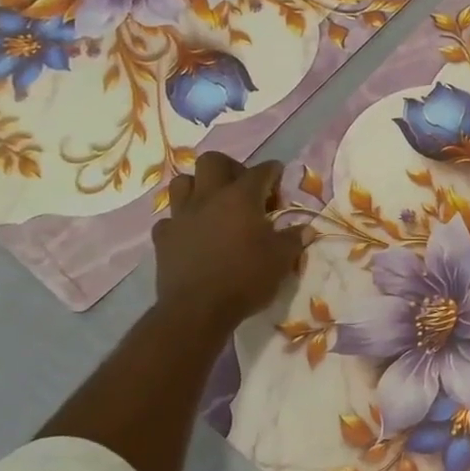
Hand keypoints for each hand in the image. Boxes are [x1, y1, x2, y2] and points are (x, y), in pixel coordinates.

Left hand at [153, 153, 303, 327]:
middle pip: (212, 161)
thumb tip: (306, 228)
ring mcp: (181, 216)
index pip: (260, 171)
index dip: (272, 171)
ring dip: (198, 187)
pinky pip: (170, 219)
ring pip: (182, 182)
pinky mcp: (163, 238)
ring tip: (212, 203)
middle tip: (242, 186)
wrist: (198, 309)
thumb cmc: (246, 279)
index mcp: (241, 198)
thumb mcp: (281, 260)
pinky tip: (192, 233)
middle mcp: (209, 197)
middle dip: (230, 167)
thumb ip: (294, 239)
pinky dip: (181, 221)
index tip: (279, 175)